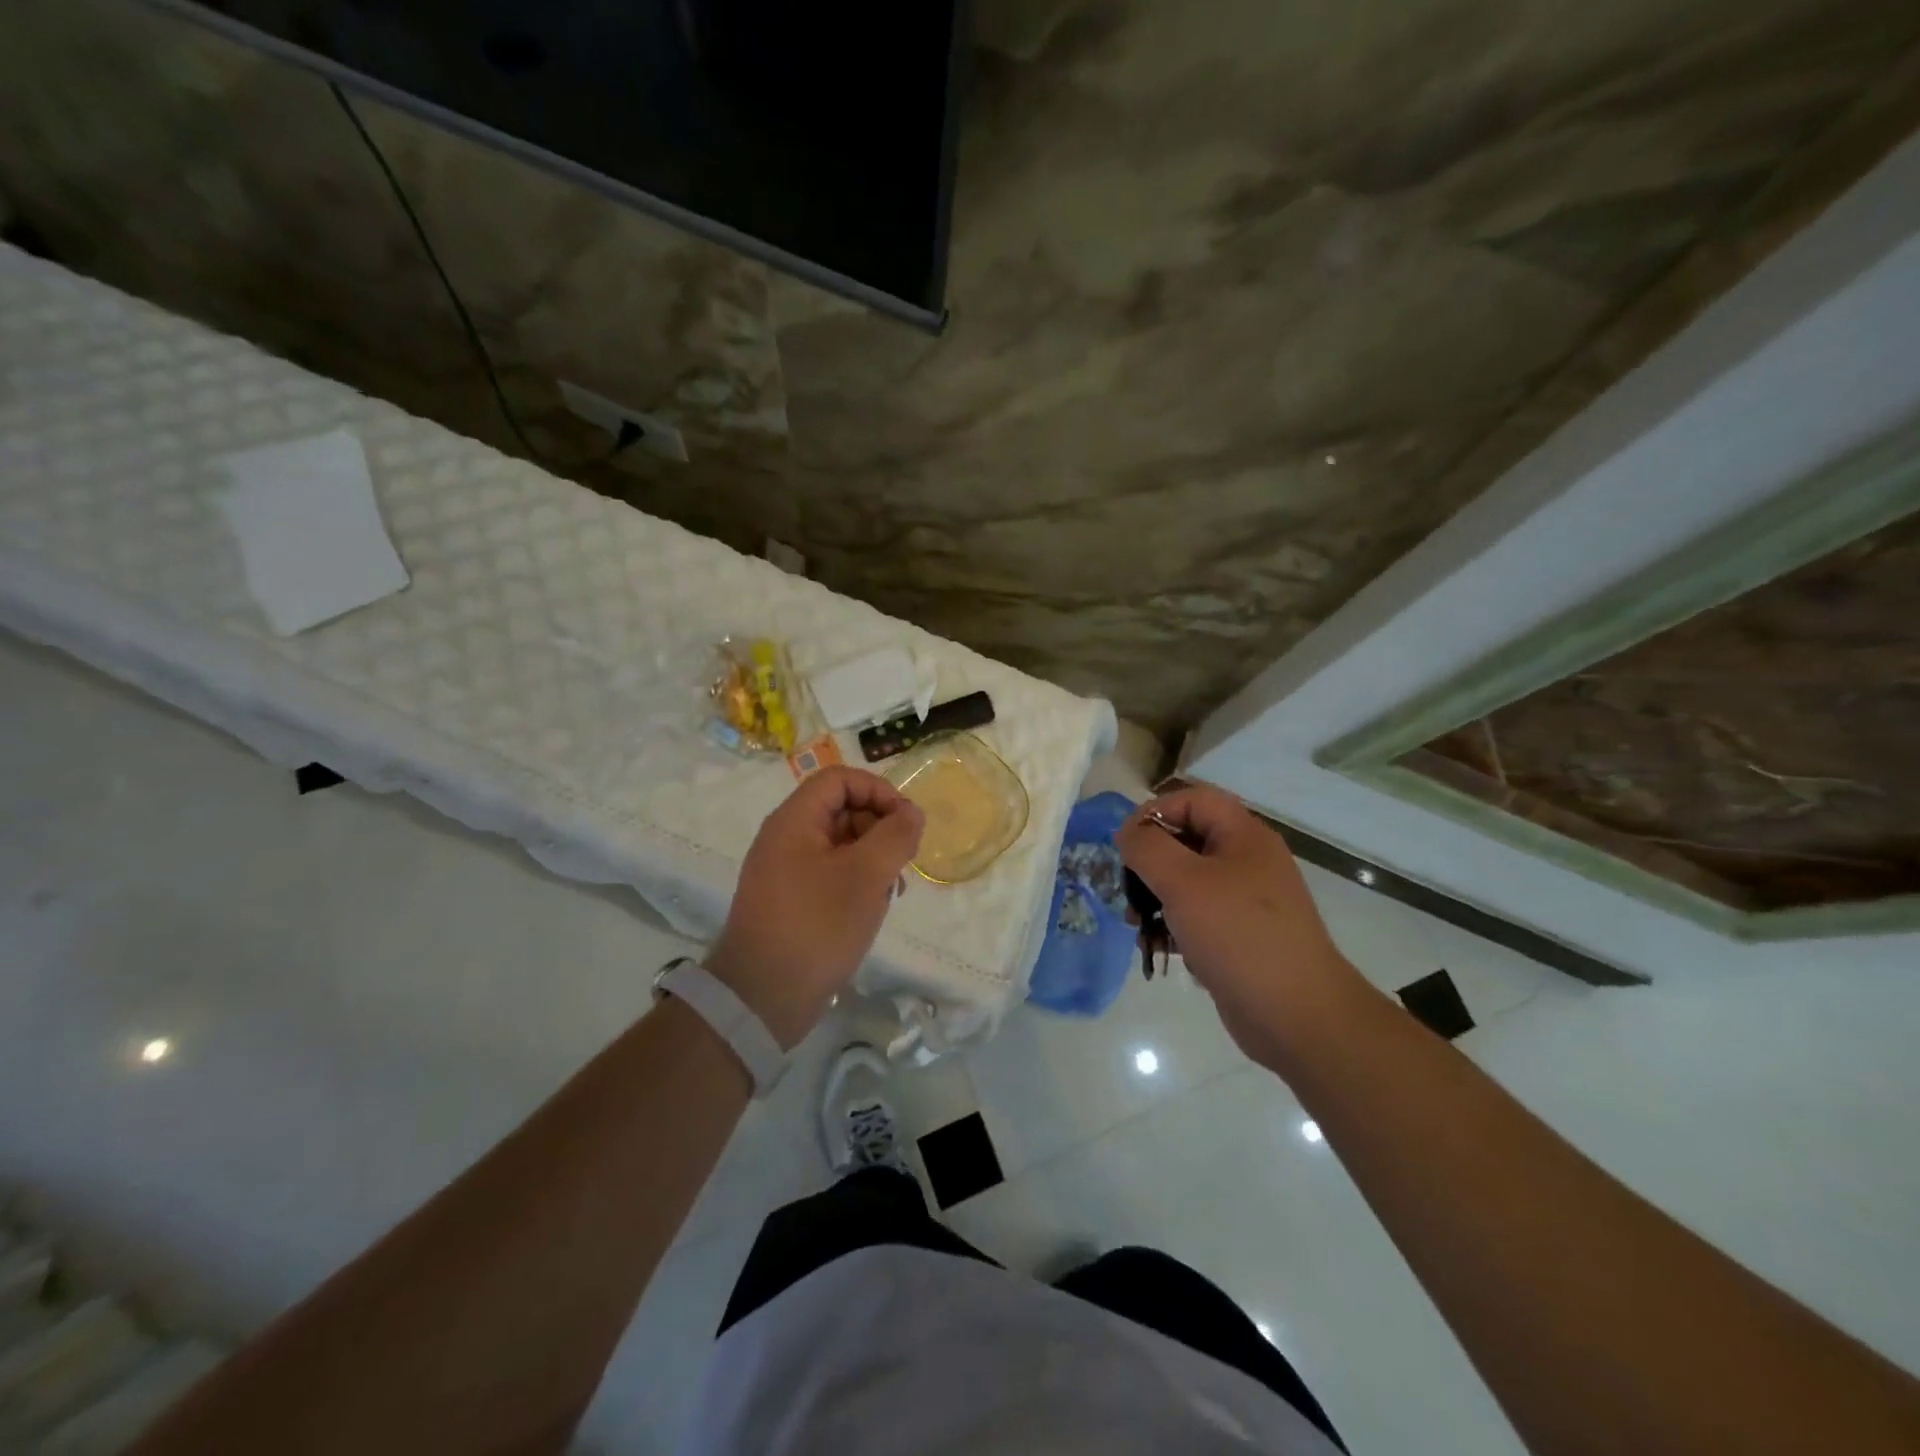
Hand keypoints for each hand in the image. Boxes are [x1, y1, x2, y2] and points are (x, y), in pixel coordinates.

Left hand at [707, 767, 924, 1048]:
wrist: (761, 998)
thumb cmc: (816, 926)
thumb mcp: (866, 876)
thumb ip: (895, 836)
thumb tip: (911, 813)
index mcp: (794, 821)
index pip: (840, 779)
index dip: (878, 791)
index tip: (906, 822)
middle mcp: (786, 839)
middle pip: (841, 809)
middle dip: (879, 828)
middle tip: (903, 861)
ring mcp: (786, 871)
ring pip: (841, 844)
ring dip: (873, 859)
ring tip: (891, 890)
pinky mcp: (792, 901)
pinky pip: (831, 874)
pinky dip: (857, 882)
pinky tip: (873, 908)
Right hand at [1117, 785, 1363, 1066]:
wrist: (1297, 1015)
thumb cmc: (1238, 935)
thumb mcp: (1183, 883)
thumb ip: (1148, 848)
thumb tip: (1129, 833)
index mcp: (1244, 836)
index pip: (1193, 800)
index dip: (1155, 812)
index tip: (1126, 844)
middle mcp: (1247, 861)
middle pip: (1186, 840)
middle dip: (1149, 861)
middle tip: (1127, 888)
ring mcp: (1245, 900)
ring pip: (1187, 881)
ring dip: (1155, 896)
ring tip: (1135, 923)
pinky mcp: (1239, 935)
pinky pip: (1197, 916)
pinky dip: (1173, 925)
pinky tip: (1157, 946)